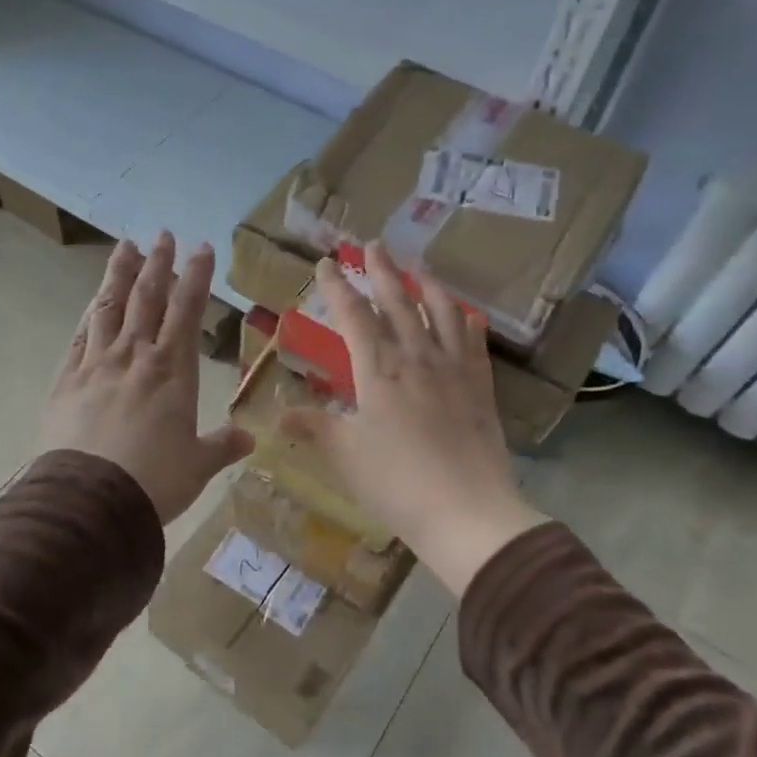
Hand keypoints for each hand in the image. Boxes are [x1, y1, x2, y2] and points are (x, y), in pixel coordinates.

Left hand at [41, 232, 254, 523]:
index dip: (197, 277)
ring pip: (110, 307)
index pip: (188, 310)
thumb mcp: (198, 465)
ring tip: (125, 247)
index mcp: (174, 371)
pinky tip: (93, 302)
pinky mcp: (67, 379)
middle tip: (163, 235)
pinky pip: (80, 336)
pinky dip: (90, 314)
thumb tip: (249, 439)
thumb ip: (222, 446)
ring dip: (120, 274)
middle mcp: (136, 356)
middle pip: (148, 298)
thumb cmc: (155, 481)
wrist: (91, 499)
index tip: (202, 248)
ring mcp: (98, 364)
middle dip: (158, 264)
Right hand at [282, 242, 546, 595]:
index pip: (353, 316)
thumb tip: (276, 414)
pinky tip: (464, 314)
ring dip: (426, 286)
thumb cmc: (396, 483)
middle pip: (397, 302)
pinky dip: (465, 321)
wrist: (466, 511)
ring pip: (440, 313)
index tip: (325, 264)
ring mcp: (453, 369)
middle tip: (372, 245)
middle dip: (381, 271)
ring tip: (418, 269)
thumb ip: (313, 428)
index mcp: (378, 370)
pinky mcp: (480, 386)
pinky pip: (473, 341)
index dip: (337, 287)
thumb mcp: (344, 456)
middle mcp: (416, 358)